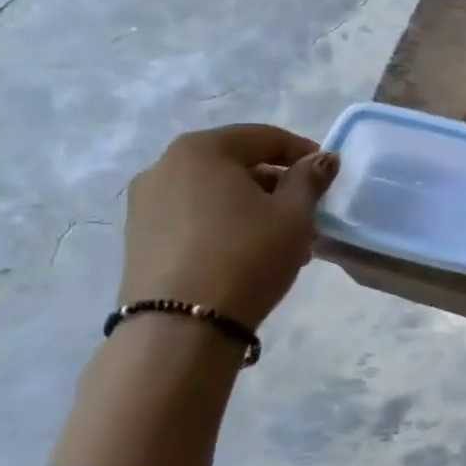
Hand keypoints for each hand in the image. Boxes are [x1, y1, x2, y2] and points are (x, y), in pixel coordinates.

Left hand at [118, 123, 338, 327]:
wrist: (180, 328)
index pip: (263, 137)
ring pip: (214, 194)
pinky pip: (193, 218)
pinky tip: (248, 254)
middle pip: (235, 164)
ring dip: (252, 208)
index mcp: (201, 149)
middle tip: (307, 213)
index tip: (327, 174)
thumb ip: (309, 179)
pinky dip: (224, 225)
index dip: (301, 152)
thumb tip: (321, 159)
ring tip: (282, 241)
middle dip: (276, 185)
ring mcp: (145, 204)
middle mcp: (164, 166)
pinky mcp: (138, 239)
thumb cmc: (246, 256)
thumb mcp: (294, 215)